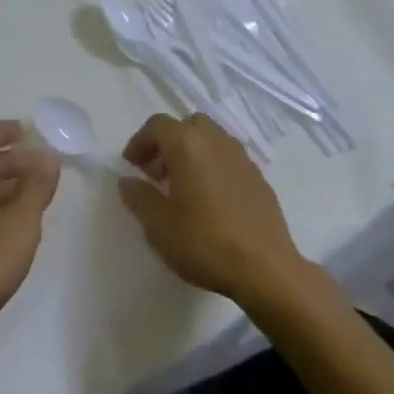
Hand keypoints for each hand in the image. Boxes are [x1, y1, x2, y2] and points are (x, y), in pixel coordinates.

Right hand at [117, 113, 305, 306]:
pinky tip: (210, 200)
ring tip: (182, 187)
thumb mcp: (158, 224)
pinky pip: (228, 159)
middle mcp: (216, 141)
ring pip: (210, 139)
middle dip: (167, 143)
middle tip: (156, 173)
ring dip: (191, 153)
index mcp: (188, 144)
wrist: (266, 268)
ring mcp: (242, 158)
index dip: (140, 141)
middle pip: (187, 125)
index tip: (131, 165)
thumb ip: (138, 197)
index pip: (157, 125)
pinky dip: (213, 166)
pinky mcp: (259, 177)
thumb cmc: (205, 242)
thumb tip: (128, 181)